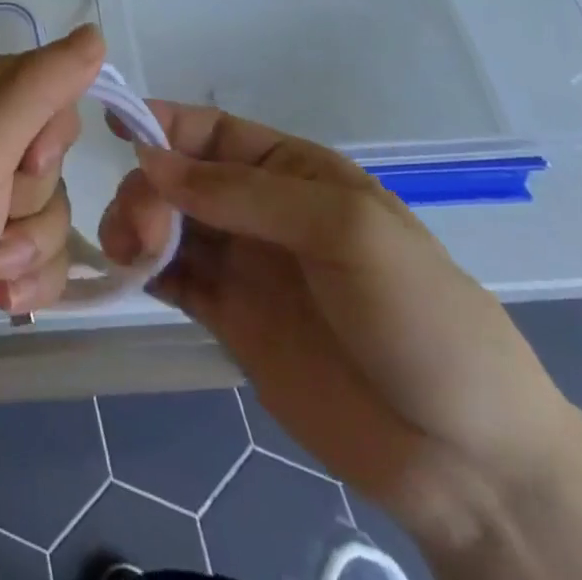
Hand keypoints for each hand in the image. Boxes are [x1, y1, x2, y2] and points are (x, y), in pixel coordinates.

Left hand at [0, 26, 100, 432]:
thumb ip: (41, 88)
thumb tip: (95, 34)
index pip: (36, 81)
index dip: (48, 128)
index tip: (24, 164)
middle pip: (47, 145)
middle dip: (32, 193)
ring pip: (48, 198)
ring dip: (30, 239)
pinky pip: (38, 241)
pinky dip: (29, 269)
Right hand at [99, 103, 581, 558]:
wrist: (467, 458)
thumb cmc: (416, 314)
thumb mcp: (343, 228)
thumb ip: (242, 192)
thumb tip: (152, 162)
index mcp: (293, 170)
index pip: (213, 131)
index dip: (164, 122)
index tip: (114, 125)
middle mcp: (261, 210)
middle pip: (181, 177)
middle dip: (149, 185)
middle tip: (138, 224)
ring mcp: (245, 266)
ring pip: (168, 224)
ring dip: (137, 223)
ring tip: (127, 250)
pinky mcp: (231, 321)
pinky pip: (174, 279)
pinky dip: (143, 268)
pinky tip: (127, 271)